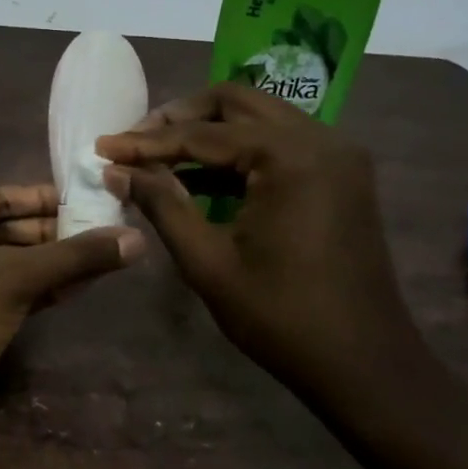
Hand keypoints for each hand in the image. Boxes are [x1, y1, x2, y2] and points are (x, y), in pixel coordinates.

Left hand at [0, 184, 143, 447]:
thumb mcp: (14, 280)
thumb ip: (74, 257)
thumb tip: (137, 238)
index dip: (41, 198)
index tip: (84, 199)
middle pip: (0, 229)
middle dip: (48, 233)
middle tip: (98, 230)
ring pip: (2, 264)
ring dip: (46, 263)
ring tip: (96, 258)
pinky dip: (33, 289)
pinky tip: (73, 287)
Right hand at [97, 83, 417, 387]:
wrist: (364, 365)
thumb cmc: (281, 317)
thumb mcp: (208, 262)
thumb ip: (162, 205)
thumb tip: (115, 170)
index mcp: (290, 156)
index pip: (202, 134)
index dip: (146, 142)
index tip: (102, 147)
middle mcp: (320, 138)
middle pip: (235, 102)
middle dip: (179, 117)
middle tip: (135, 142)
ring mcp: (337, 153)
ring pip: (258, 117)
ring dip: (209, 131)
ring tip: (160, 157)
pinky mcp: (340, 173)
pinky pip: (280, 142)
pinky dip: (239, 151)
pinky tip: (202, 176)